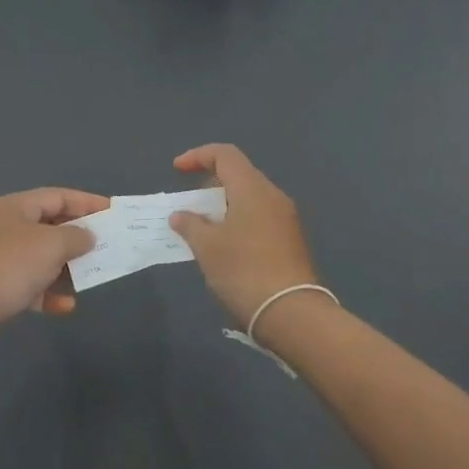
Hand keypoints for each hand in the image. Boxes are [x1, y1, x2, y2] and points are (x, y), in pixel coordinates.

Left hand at [0, 187, 109, 349]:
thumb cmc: (9, 267)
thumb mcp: (51, 245)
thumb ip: (76, 237)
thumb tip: (87, 236)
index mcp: (17, 207)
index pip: (59, 196)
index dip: (87, 202)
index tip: (113, 212)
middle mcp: (7, 227)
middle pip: (51, 226)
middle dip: (79, 238)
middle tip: (107, 246)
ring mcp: (0, 257)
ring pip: (43, 257)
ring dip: (67, 267)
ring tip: (91, 277)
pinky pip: (31, 284)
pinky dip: (49, 292)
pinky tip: (65, 305)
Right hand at [169, 144, 319, 326]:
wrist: (292, 313)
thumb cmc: (244, 271)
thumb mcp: (207, 247)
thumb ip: (190, 225)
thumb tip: (180, 215)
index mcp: (252, 189)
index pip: (225, 154)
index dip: (198, 156)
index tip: (177, 170)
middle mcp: (273, 196)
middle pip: (239, 174)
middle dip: (209, 183)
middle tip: (189, 202)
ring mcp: (286, 219)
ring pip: (249, 198)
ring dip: (223, 205)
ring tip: (202, 227)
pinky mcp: (290, 241)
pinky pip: (259, 217)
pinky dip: (237, 221)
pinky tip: (224, 245)